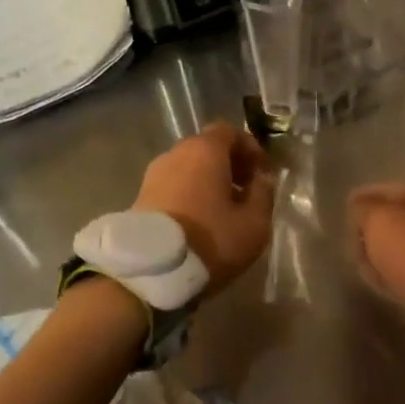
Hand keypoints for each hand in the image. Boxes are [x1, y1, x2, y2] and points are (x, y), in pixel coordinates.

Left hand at [134, 123, 278, 294]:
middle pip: (207, 148)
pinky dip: (191, 194)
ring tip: (225, 211)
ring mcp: (153, 175)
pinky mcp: (140, 198)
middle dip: (231, 165)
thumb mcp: (254, 223)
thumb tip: (262, 178)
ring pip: (189, 168)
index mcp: (204, 151)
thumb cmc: (210, 241)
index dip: (250, 148)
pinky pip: (174, 185)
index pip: (229, 131)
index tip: (264, 172)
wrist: (151, 272)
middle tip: (247, 191)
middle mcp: (175, 154)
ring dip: (209, 181)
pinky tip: (201, 222)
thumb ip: (263, 194)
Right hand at [349, 182, 404, 309]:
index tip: (348, 205)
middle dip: (379, 228)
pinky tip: (381, 279)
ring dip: (388, 253)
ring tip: (363, 262)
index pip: (401, 190)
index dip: (371, 196)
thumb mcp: (381, 221)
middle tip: (354, 237)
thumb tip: (359, 207)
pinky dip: (400, 272)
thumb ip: (365, 209)